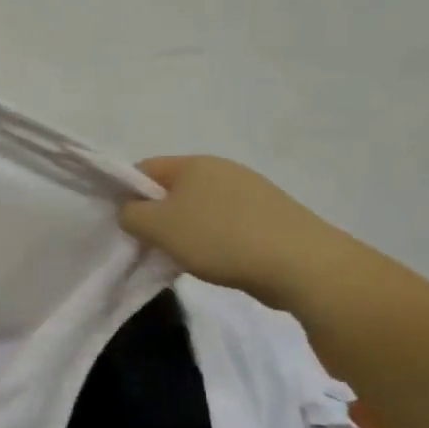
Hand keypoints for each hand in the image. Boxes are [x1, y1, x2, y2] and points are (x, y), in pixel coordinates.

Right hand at [118, 155, 353, 306]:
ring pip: (200, 209)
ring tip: (187, 260)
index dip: (127, 194)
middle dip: (158, 217)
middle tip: (154, 247)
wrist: (301, 264)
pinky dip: (215, 241)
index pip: (144, 169)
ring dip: (187, 232)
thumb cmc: (220, 238)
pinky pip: (226, 224)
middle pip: (172, 189)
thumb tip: (132, 212)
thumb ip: (131, 215)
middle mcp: (222, 169)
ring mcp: (249, 191)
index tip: (127, 226)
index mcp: (193, 163)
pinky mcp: (269, 216)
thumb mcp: (159, 228)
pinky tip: (220, 263)